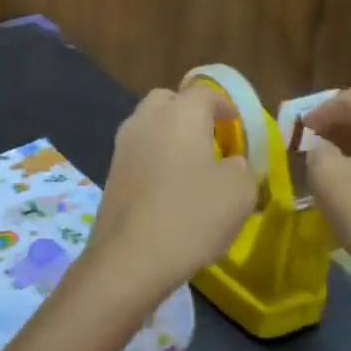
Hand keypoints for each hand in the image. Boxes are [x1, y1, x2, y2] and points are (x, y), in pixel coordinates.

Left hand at [87, 86, 257, 295]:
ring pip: (147, 126)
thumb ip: (241, 169)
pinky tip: (167, 188)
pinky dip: (153, 159)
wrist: (130, 258)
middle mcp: (146, 121)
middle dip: (188, 112)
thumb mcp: (239, 193)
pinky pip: (137, 153)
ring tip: (190, 165)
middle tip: (209, 139)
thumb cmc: (192, 216)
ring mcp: (122, 147)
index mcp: (180, 115)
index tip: (236, 125)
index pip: (204, 91)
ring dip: (168, 136)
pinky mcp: (110, 174)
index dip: (224, 105)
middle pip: (167, 101)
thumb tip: (230, 164)